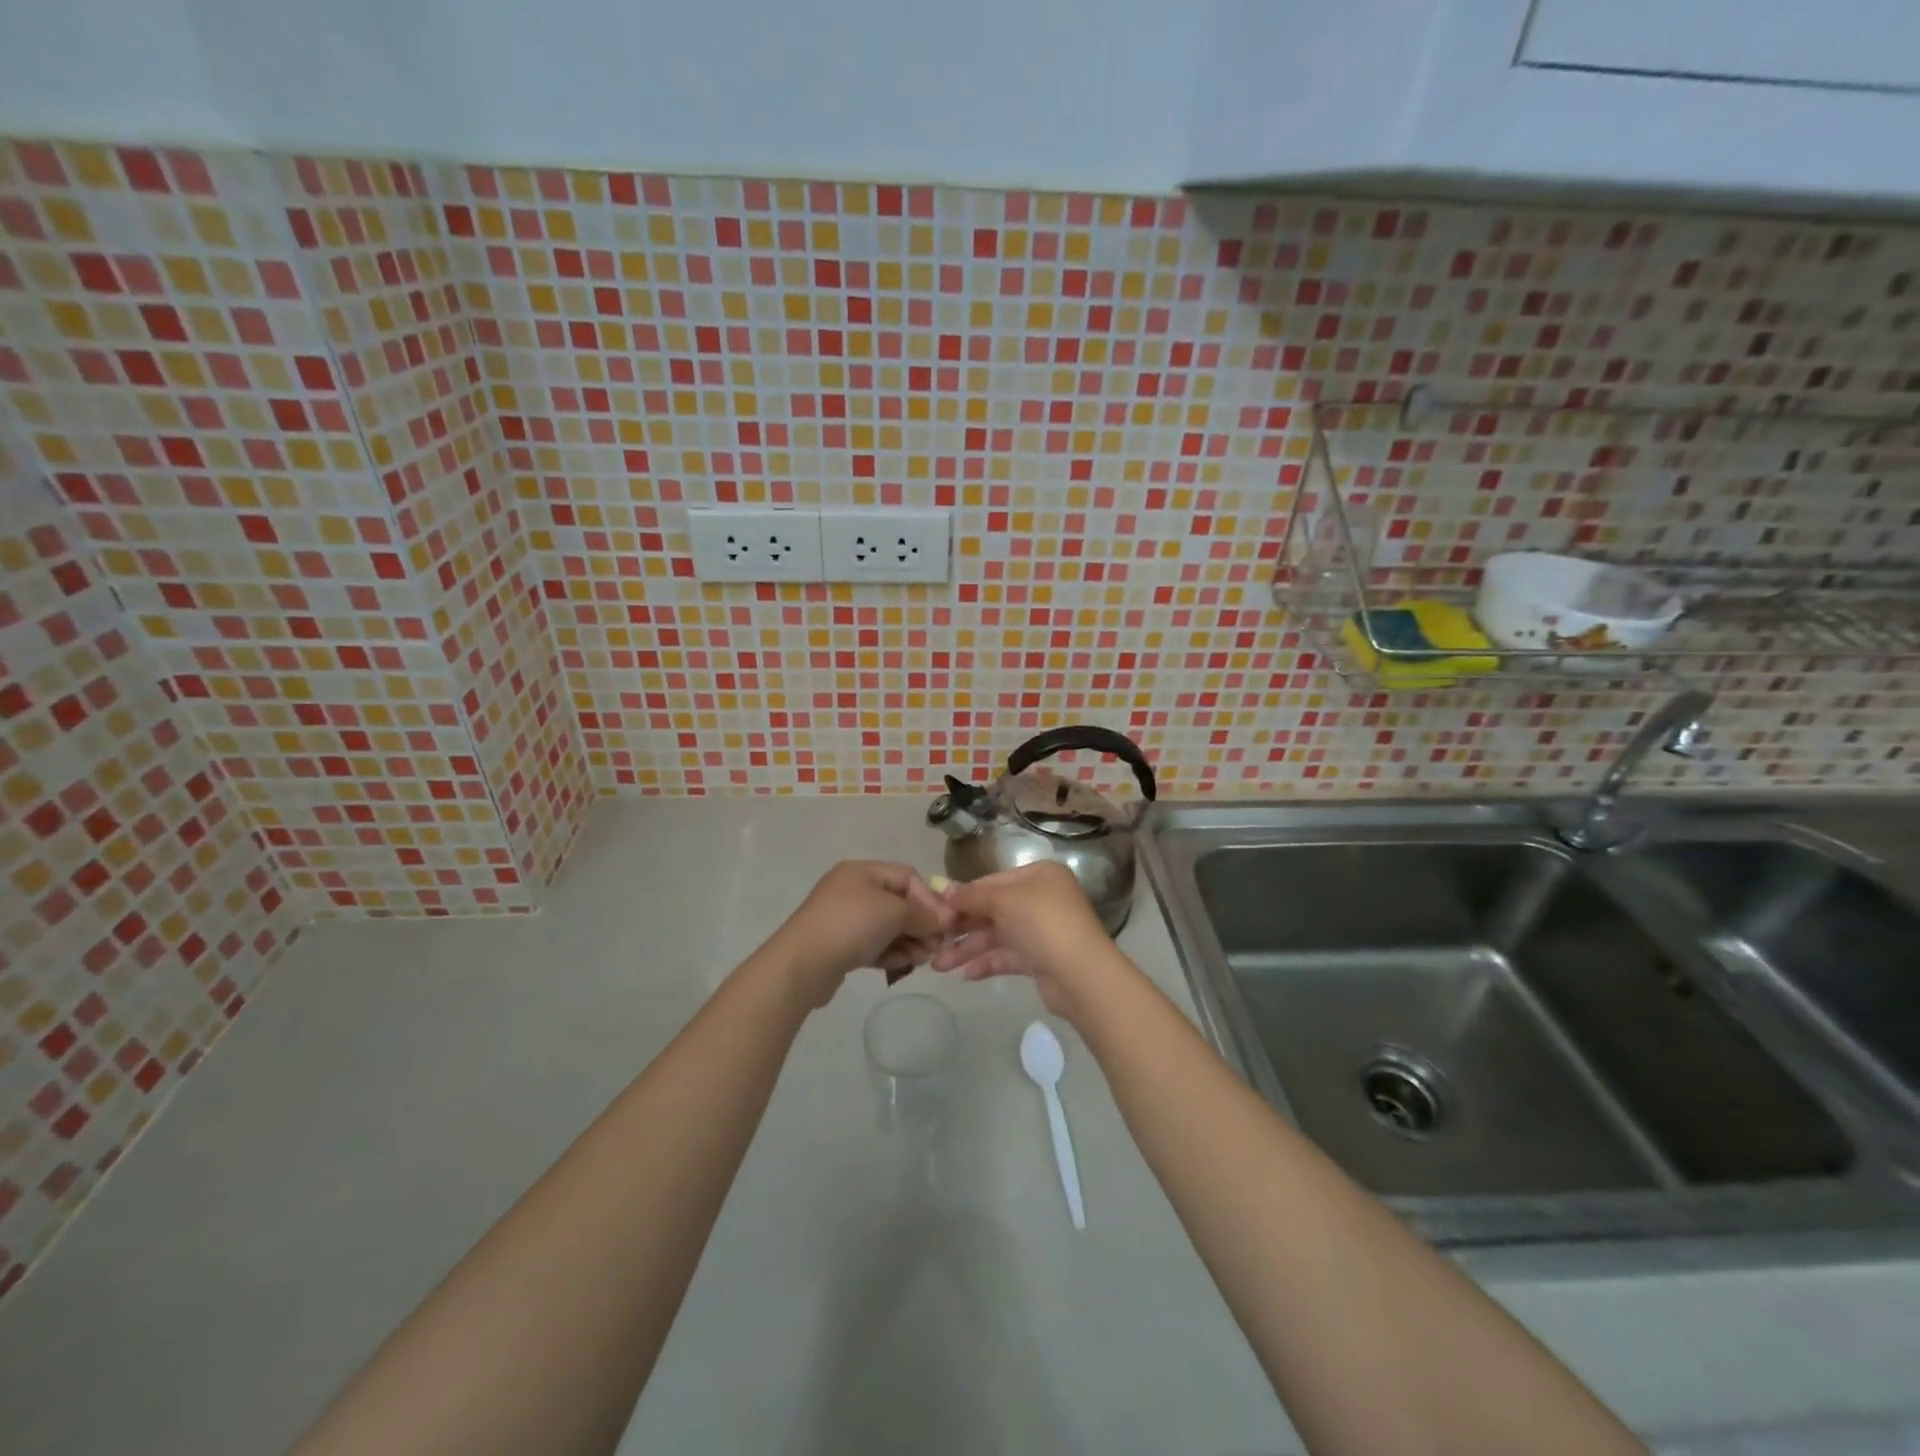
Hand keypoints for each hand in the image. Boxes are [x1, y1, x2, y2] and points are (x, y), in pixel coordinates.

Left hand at [768, 862, 950, 1004]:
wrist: (802, 964)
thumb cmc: (851, 925)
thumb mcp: (895, 913)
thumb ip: (923, 914)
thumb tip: (945, 920)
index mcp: (862, 871)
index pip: (908, 877)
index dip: (930, 898)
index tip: (946, 924)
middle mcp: (852, 889)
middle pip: (898, 902)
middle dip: (921, 924)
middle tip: (936, 947)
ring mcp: (843, 917)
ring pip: (887, 925)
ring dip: (908, 940)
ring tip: (921, 960)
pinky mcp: (839, 944)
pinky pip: (872, 943)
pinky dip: (889, 952)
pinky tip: (901, 965)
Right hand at [930, 862, 1124, 1020]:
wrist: (1080, 975)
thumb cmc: (1042, 923)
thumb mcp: (1003, 901)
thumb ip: (971, 895)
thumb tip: (943, 890)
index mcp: (1038, 876)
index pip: (992, 881)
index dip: (963, 895)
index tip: (935, 910)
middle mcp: (1041, 898)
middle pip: (993, 909)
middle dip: (962, 926)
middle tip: (932, 940)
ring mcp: (1042, 930)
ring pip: (997, 935)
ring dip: (968, 948)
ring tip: (939, 965)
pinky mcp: (1041, 959)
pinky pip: (1007, 956)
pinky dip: (987, 963)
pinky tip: (965, 974)